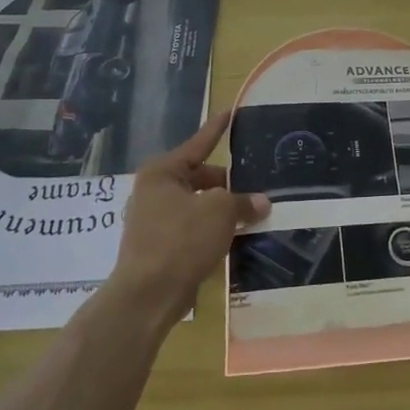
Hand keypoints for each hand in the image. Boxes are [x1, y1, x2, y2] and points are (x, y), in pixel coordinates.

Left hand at [110, 110, 269, 319]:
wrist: (148, 296)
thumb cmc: (181, 240)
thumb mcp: (220, 212)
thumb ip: (243, 202)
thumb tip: (261, 202)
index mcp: (163, 172)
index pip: (198, 143)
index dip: (217, 129)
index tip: (230, 113)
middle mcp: (154, 191)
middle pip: (200, 177)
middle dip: (228, 184)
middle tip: (256, 188)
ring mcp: (154, 220)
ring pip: (198, 205)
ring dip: (221, 210)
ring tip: (251, 213)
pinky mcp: (159, 247)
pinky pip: (192, 228)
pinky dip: (212, 230)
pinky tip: (234, 238)